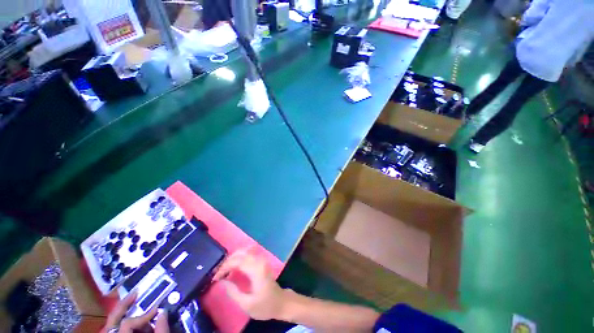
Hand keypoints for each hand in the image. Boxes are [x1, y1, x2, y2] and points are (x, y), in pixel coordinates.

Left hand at [102, 292, 169, 332]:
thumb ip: (160, 332)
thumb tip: (163, 312)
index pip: (127, 324)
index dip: (143, 316)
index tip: (157, 310)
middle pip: (112, 320)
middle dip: (124, 305)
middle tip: (136, 292)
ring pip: (111, 324)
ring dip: (123, 312)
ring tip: (134, 302)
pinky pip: (114, 329)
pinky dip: (122, 321)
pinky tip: (131, 317)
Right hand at [213, 248, 287, 320]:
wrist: (281, 302)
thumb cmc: (265, 305)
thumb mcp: (247, 304)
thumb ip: (233, 292)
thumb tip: (222, 282)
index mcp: (257, 270)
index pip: (237, 261)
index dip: (224, 267)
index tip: (215, 277)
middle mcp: (259, 261)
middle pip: (240, 253)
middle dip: (227, 262)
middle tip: (217, 273)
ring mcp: (261, 259)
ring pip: (244, 252)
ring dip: (232, 259)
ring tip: (223, 270)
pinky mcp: (261, 261)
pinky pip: (248, 254)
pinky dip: (238, 258)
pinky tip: (232, 267)